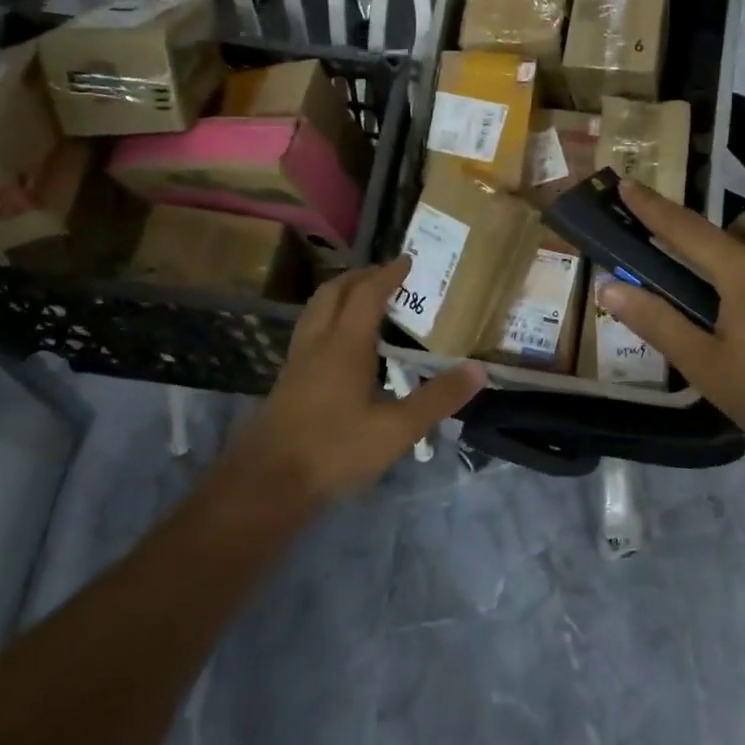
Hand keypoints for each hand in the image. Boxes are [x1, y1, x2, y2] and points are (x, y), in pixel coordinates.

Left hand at [230, 257, 484, 501]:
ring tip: (363, 301)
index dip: (387, 274)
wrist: (266, 484)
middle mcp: (317, 343)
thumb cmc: (334, 450)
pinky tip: (340, 348)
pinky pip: (309, 332)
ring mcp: (297, 362)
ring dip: (339, 295)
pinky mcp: (286, 382)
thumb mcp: (397, 429)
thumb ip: (437, 398)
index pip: (366, 294)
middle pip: (333, 292)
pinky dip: (328, 320)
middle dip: (360, 276)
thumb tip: (478, 369)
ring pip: (316, 311)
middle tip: (385, 275)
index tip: (407, 260)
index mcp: (344, 344)